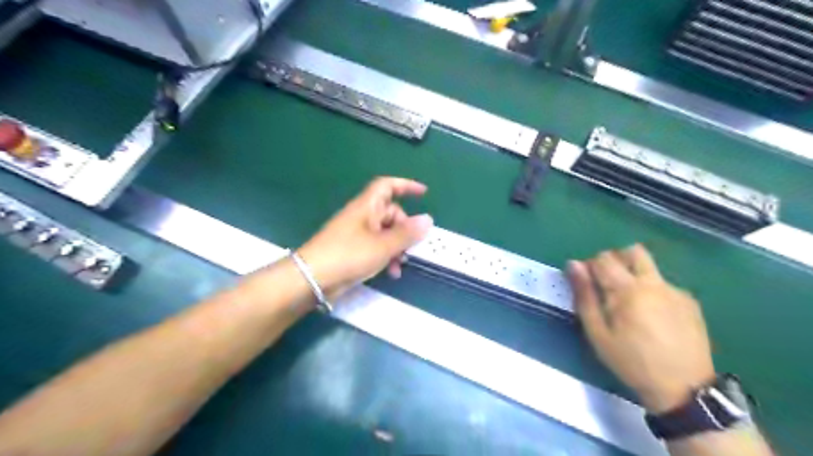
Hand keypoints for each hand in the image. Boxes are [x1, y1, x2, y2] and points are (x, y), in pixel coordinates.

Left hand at [298, 177, 434, 299]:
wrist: (312, 278)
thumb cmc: (348, 255)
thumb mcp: (383, 245)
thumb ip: (407, 233)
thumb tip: (428, 219)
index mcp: (367, 207)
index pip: (387, 186)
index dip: (406, 185)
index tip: (424, 193)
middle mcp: (362, 216)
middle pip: (391, 213)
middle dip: (405, 229)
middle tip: (413, 246)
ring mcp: (357, 234)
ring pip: (385, 233)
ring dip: (397, 247)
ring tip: (401, 265)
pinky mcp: (353, 250)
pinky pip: (377, 247)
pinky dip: (387, 256)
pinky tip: (391, 273)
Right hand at [568, 245, 712, 412]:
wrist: (683, 390)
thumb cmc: (631, 362)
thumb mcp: (597, 333)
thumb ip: (584, 295)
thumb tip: (573, 265)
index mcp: (628, 290)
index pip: (603, 258)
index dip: (590, 267)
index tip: (587, 285)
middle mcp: (654, 283)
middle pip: (633, 251)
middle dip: (615, 260)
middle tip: (607, 285)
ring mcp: (675, 291)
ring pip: (650, 266)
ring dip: (634, 273)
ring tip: (629, 303)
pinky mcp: (689, 302)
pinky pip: (664, 284)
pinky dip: (651, 290)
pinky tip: (652, 316)